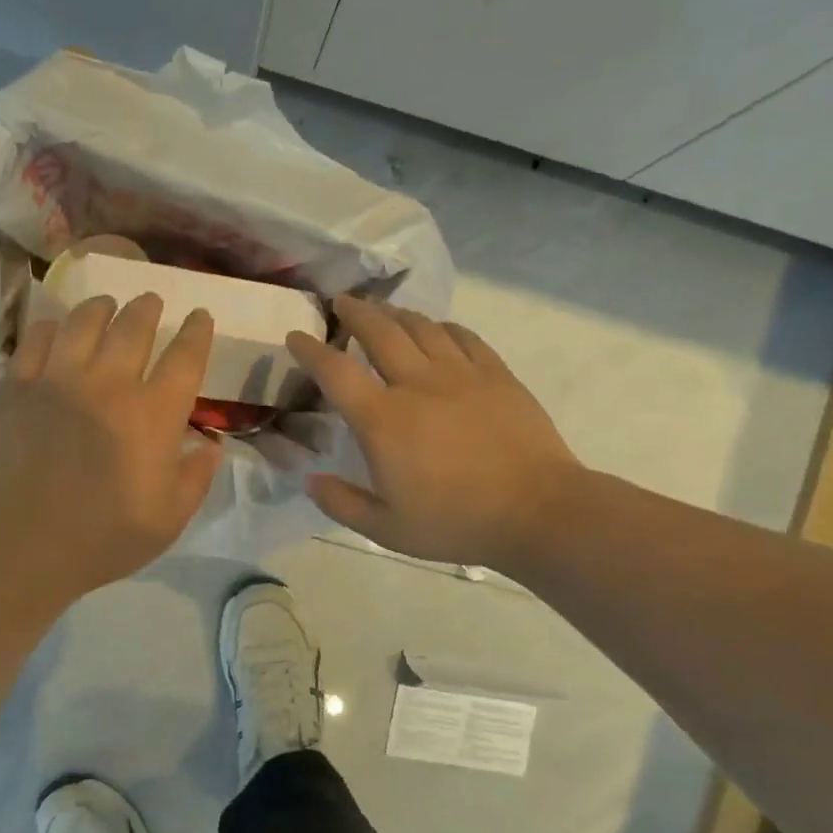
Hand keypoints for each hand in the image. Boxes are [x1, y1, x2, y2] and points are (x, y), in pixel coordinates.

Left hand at [0, 293, 222, 600]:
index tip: (199, 316)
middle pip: (134, 326)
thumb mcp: (169, 519)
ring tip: (107, 305)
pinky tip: (57, 329)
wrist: (19, 544)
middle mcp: (110, 383)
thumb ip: (196, 478)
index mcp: (154, 415)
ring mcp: (58, 379)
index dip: (196, 332)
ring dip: (102, 307)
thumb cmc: (103, 538)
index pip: (185, 357)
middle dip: (148, 307)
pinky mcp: (16, 386)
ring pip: (84, 321)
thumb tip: (210, 445)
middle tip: (151, 302)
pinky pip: (38, 338)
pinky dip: (53, 327)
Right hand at [287, 296, 582, 570]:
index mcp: (383, 420)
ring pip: (422, 327)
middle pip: (380, 331)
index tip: (296, 336)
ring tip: (383, 310)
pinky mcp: (496, 375)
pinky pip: (464, 337)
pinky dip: (443, 327)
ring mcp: (461, 374)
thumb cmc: (456, 523)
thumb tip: (311, 480)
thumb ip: (342, 503)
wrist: (537, 511)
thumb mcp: (387, 529)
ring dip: (396, 313)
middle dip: (354, 312)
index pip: (336, 372)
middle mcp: (417, 384)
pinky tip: (438, 329)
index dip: (310, 350)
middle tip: (341, 302)